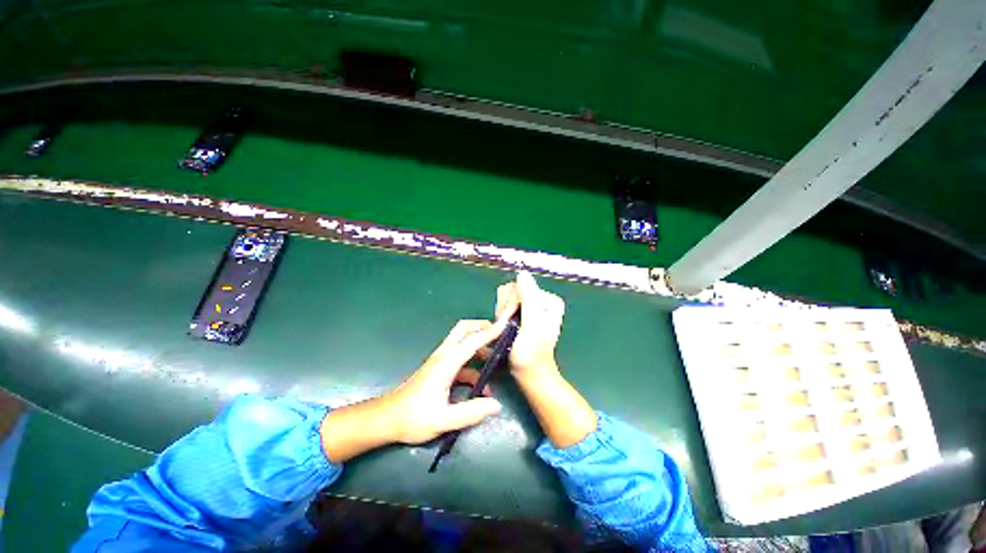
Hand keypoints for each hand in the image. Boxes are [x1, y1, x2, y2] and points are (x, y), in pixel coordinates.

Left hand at [321, 318, 508, 461]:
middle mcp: (444, 354)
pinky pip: (461, 359)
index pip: (473, 340)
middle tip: (500, 334)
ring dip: (480, 345)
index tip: (506, 325)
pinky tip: (482, 385)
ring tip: (497, 358)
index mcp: (447, 361)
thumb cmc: (412, 418)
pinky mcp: (440, 368)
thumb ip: (470, 412)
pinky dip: (474, 365)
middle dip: (482, 327)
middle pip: (464, 329)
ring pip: (463, 342)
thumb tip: (497, 404)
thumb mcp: (443, 419)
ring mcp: (441, 360)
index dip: (491, 332)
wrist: (386, 418)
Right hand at [496, 271, 564, 379]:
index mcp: (549, 300)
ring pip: (506, 298)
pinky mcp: (523, 313)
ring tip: (507, 330)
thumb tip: (523, 273)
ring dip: (502, 314)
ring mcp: (531, 306)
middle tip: (508, 328)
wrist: (529, 374)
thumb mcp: (531, 326)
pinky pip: (505, 305)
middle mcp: (542, 300)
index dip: (510, 305)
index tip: (508, 323)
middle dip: (506, 310)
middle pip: (512, 291)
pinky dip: (501, 316)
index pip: (520, 287)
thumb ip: (528, 299)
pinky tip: (506, 328)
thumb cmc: (531, 355)